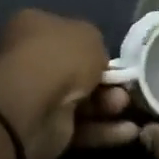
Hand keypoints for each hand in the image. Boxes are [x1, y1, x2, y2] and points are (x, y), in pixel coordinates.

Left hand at [0, 9, 139, 158]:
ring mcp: (35, 96)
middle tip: (125, 87)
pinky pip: (79, 127)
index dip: (91, 46)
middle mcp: (29, 59)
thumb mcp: (90, 36)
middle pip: (74, 70)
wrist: (35, 105)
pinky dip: (103, 130)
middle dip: (104, 81)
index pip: (65, 33)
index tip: (112, 58)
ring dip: (107, 105)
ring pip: (80, 100)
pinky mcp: (44, 129)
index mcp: (32, 27)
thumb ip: (96, 46)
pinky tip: (128, 132)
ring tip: (124, 106)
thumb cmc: (60, 58)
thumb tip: (96, 61)